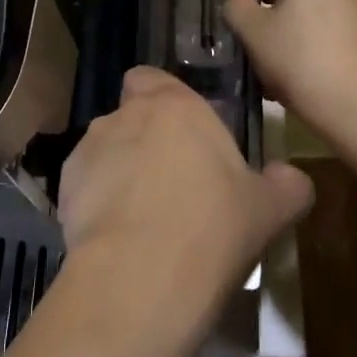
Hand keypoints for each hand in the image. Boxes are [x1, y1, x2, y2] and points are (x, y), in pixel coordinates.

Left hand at [58, 67, 313, 306]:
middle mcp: (125, 116)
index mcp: (174, 106)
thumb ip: (286, 185)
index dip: (164, 101)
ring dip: (121, 173)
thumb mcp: (269, 210)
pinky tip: (120, 242)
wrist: (141, 278)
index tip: (186, 135)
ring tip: (145, 222)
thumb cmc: (213, 228)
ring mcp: (88, 151)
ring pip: (106, 153)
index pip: (152, 78)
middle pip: (131, 117)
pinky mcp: (63, 189)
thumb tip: (293, 179)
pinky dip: (98, 205)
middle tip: (175, 185)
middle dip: (146, 142)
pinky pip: (86, 188)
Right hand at [223, 0, 356, 153]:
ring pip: (318, 23)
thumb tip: (242, 0)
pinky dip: (330, 56)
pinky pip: (343, 39)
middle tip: (272, 71)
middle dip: (281, 33)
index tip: (256, 51)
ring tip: (296, 85)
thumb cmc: (303, 62)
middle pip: (294, 4)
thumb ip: (237, 8)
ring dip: (303, 47)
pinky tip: (324, 87)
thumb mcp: (253, 34)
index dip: (255, 20)